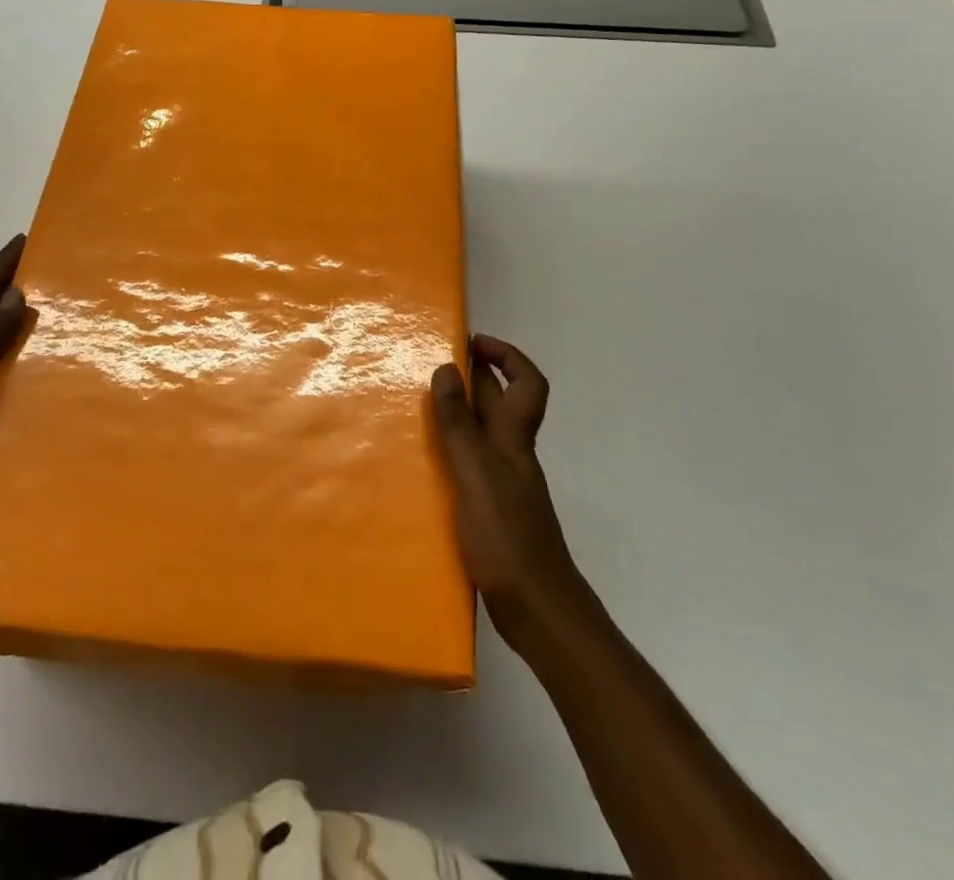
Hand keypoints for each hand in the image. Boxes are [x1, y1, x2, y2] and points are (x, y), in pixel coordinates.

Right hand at [431, 335, 584, 643]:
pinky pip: (470, 465)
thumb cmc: (508, 537)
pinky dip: (450, 454)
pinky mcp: (490, 511)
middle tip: (430, 367)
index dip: (507, 356)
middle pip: (500, 404)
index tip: (472, 342)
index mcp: (514, 440)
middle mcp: (512, 455)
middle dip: (473, 378)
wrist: (538, 612)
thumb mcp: (477, 473)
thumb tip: (447, 369)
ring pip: (483, 434)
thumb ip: (460, 425)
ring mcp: (503, 485)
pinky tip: (424, 464)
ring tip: (415, 409)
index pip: (527, 383)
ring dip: (457, 415)